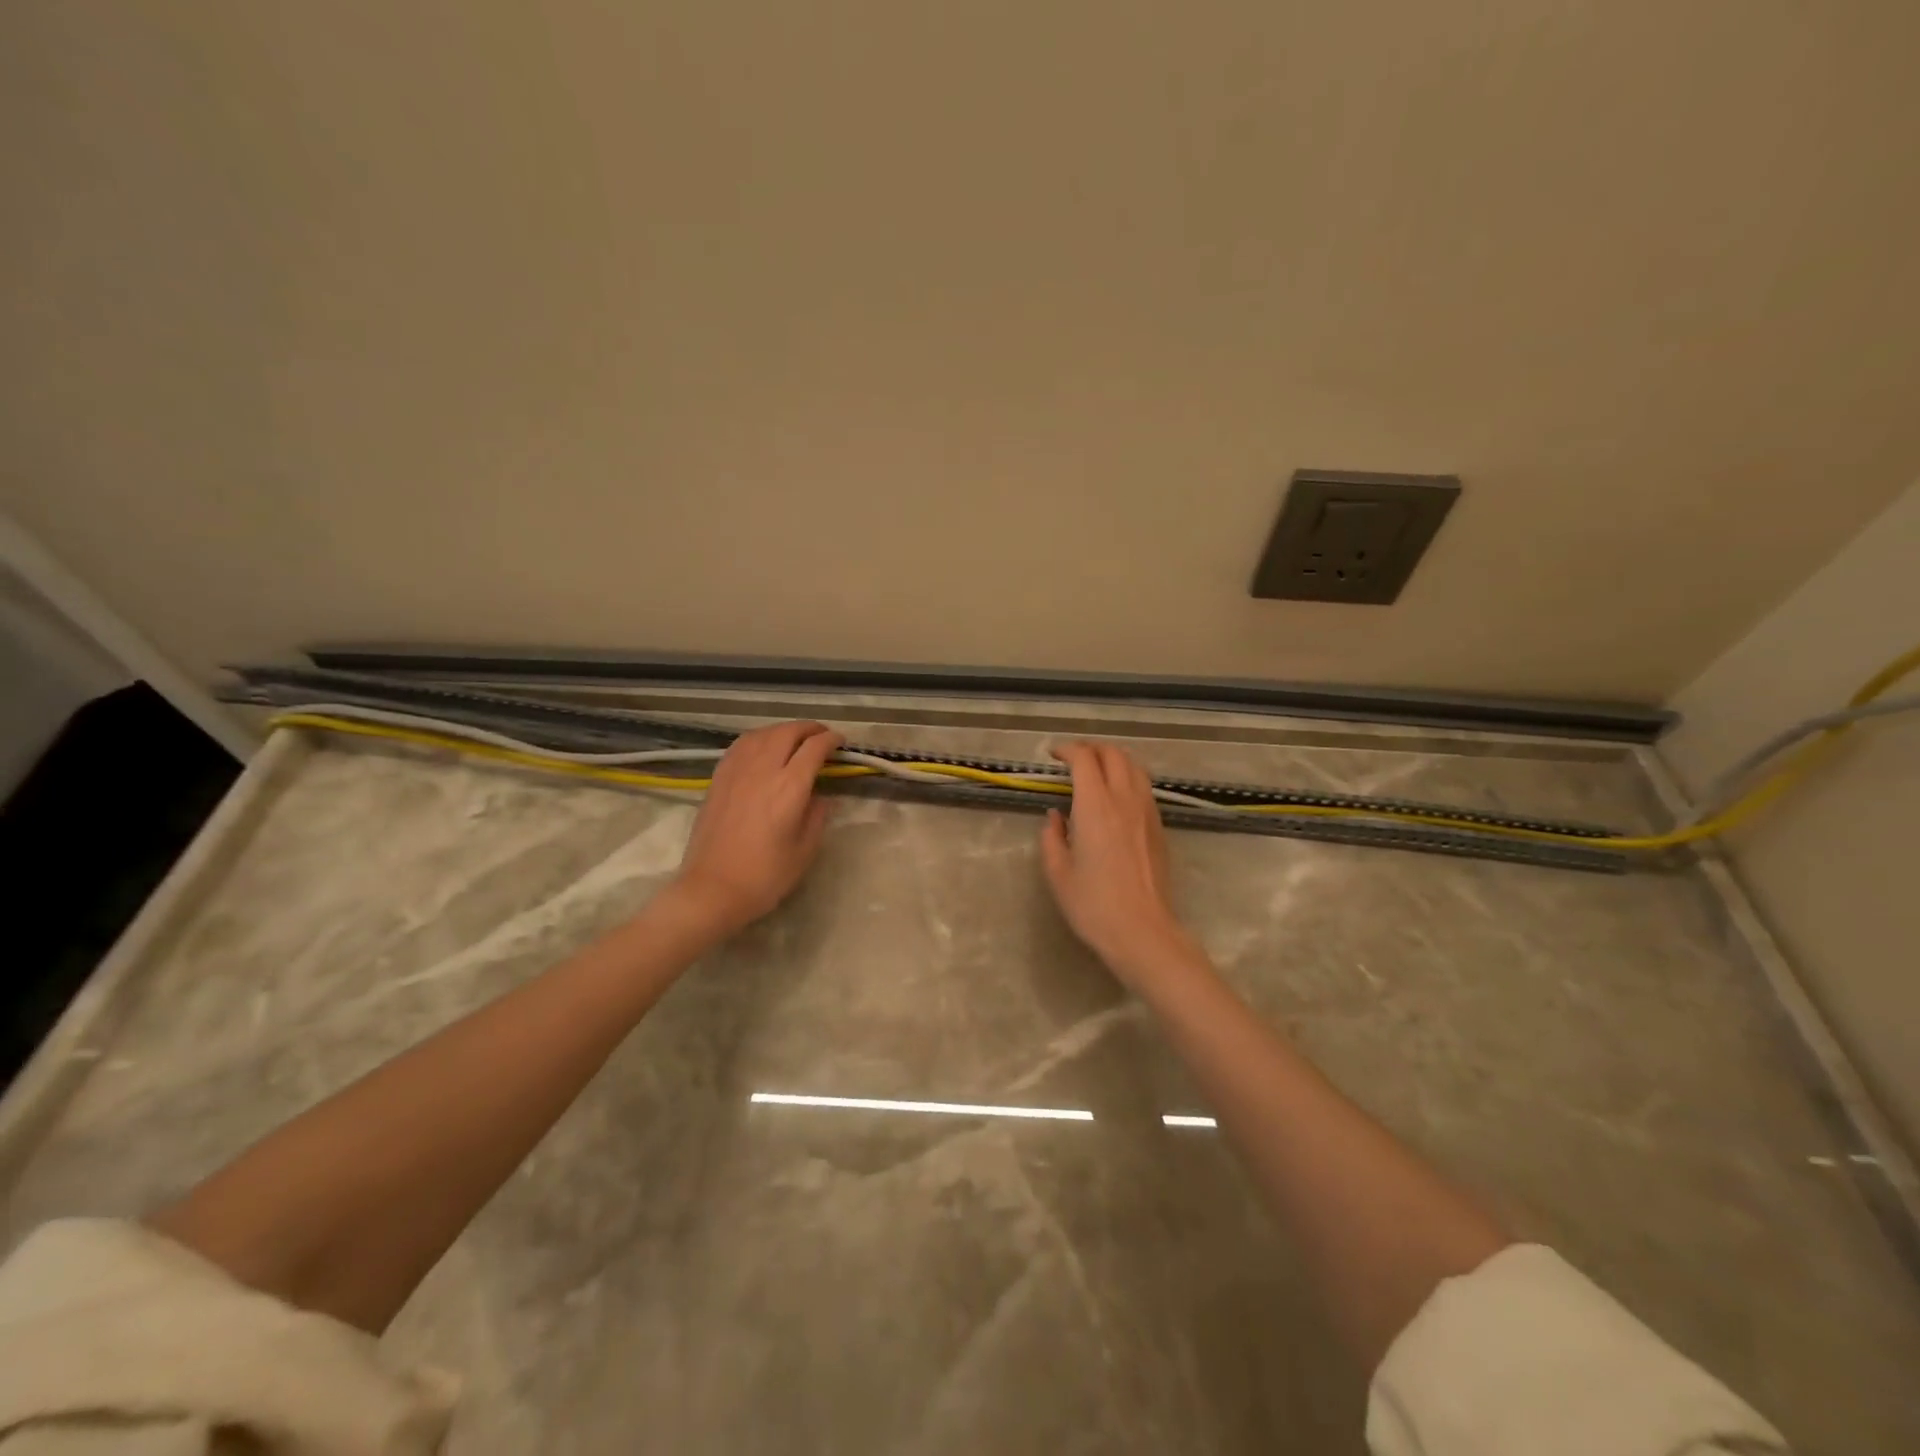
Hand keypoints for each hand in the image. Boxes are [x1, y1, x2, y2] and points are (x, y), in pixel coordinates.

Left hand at [669, 721, 843, 934]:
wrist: (712, 890)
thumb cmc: (765, 876)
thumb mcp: (804, 851)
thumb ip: (817, 817)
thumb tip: (821, 797)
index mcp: (790, 787)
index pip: (814, 748)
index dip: (831, 740)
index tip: (841, 742)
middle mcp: (763, 770)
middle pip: (788, 732)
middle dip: (809, 728)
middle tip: (822, 736)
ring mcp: (736, 771)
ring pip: (762, 734)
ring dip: (783, 730)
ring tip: (794, 738)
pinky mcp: (718, 779)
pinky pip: (741, 745)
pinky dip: (758, 738)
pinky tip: (762, 746)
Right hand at [1039, 741, 1194, 984]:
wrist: (1142, 931)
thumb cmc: (1093, 904)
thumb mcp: (1058, 873)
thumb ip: (1052, 838)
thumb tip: (1055, 818)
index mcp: (1095, 806)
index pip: (1084, 759)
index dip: (1067, 750)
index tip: (1053, 756)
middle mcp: (1124, 799)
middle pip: (1113, 754)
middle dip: (1091, 748)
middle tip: (1073, 759)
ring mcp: (1147, 811)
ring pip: (1135, 766)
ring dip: (1114, 759)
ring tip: (1097, 771)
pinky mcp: (1159, 827)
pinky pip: (1144, 787)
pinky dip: (1129, 778)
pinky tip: (1117, 797)